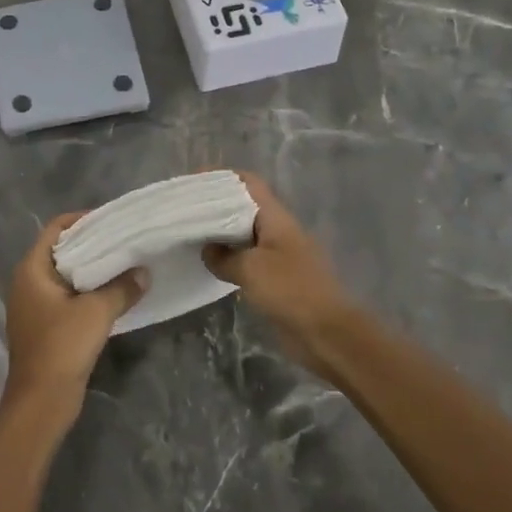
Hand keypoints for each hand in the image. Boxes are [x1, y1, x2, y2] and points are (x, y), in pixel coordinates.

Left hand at [2, 215, 145, 425]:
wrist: (41, 402)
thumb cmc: (62, 347)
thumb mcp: (97, 312)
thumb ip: (122, 288)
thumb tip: (143, 273)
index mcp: (32, 269)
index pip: (56, 229)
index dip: (82, 220)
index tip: (111, 220)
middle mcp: (28, 282)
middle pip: (61, 250)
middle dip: (92, 244)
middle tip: (124, 239)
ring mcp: (35, 306)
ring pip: (66, 276)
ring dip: (92, 270)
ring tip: (124, 263)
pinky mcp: (45, 326)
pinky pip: (68, 297)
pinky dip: (88, 291)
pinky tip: (114, 294)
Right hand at [203, 174, 356, 371]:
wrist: (327, 334)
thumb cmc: (291, 291)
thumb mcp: (250, 269)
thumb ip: (224, 256)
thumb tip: (207, 250)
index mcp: (275, 217)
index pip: (248, 182)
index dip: (221, 177)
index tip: (193, 182)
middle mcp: (277, 229)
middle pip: (243, 206)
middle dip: (215, 205)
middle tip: (184, 210)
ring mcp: (278, 254)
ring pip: (243, 234)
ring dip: (220, 233)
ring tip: (189, 234)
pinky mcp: (276, 278)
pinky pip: (247, 259)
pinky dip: (228, 258)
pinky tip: (208, 264)